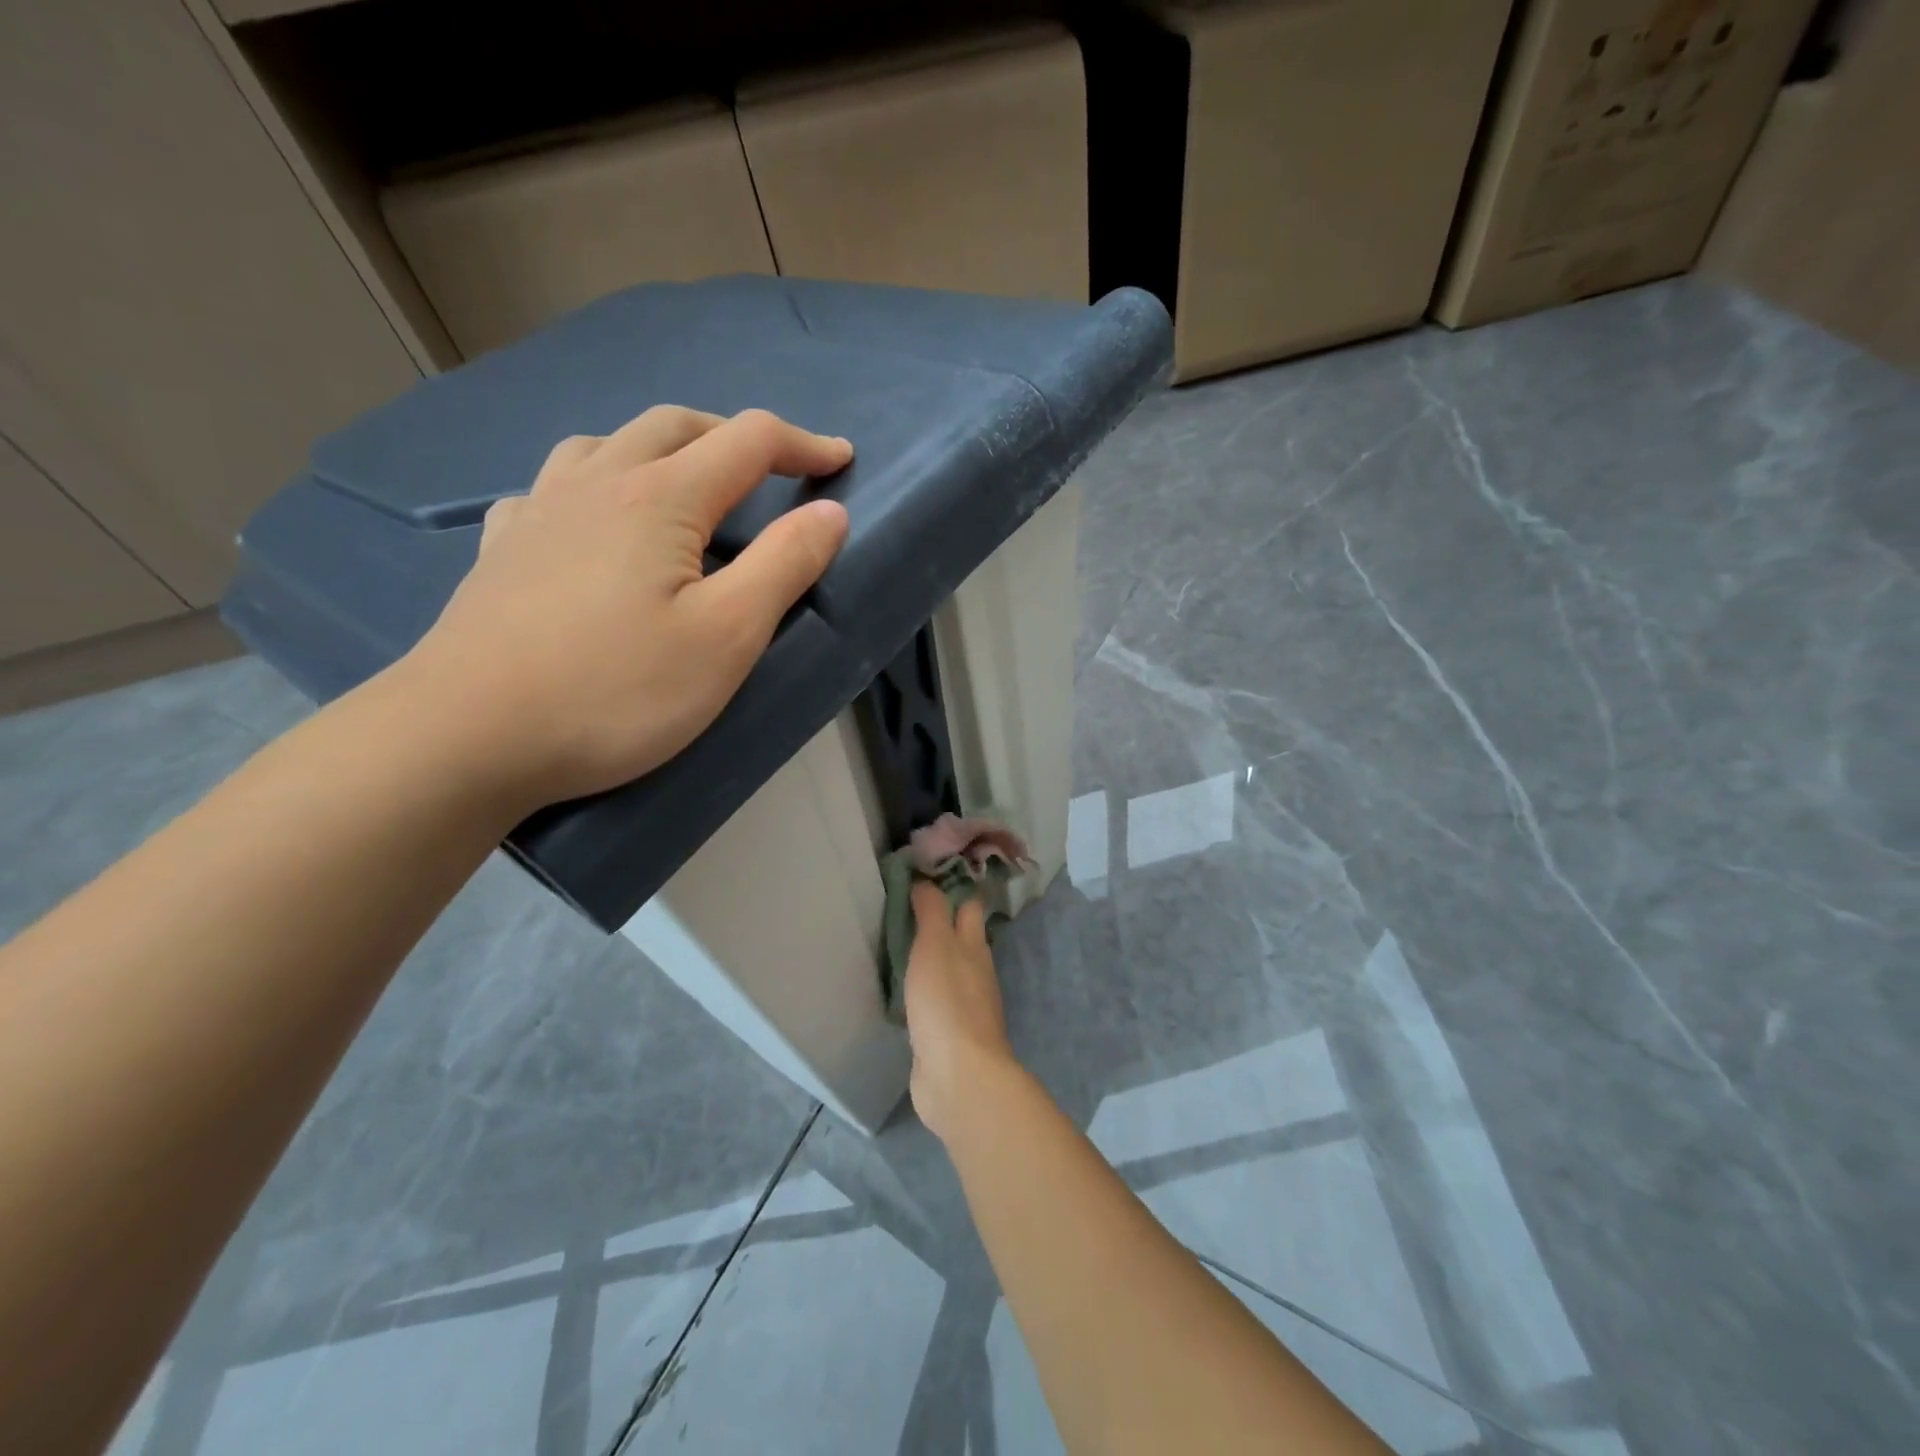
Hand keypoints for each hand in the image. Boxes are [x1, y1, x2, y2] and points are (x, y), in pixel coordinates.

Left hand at [397, 406, 851, 808]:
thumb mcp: (726, 636)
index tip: (840, 460)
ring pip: (607, 443)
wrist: (468, 736)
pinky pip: (552, 488)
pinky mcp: (501, 549)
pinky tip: (591, 523)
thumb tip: (829, 512)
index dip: (802, 444)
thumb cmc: (616, 691)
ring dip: (661, 448)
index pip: (747, 441)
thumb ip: (785, 565)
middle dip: (734, 435)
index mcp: (660, 498)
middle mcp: (596, 483)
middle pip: (675, 425)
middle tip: (771, 469)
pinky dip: (594, 485)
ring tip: (685, 486)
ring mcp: (539, 511)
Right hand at [905, 881, 1020, 1141]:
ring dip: (930, 958)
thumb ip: (931, 911)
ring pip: (947, 970)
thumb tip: (926, 880)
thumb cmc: (946, 1001)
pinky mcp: (947, 1035)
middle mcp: (975, 971)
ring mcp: (964, 1005)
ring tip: (897, 944)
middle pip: (960, 938)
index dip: (952, 887)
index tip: (924, 874)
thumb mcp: (935, 944)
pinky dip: (922, 991)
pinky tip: (902, 992)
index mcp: (975, 946)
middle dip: (940, 921)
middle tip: (904, 906)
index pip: (968, 905)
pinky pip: (934, 1002)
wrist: (958, 1076)